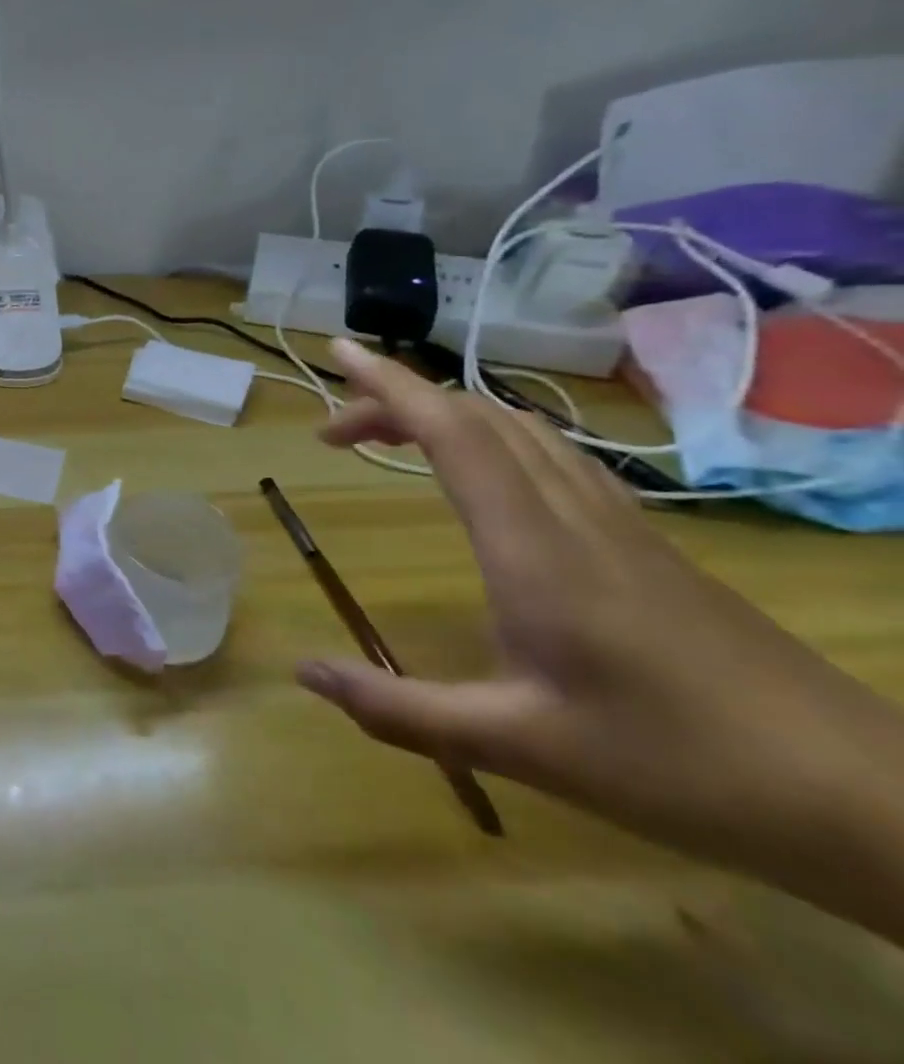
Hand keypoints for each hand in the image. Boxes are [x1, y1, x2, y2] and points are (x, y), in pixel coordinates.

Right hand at [297, 339, 903, 937]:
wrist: (870, 800)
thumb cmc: (680, 767)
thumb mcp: (519, 748)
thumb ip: (400, 711)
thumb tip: (304, 673)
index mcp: (534, 548)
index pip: (452, 433)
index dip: (390, 384)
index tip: (339, 351)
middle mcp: (574, 515)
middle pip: (479, 418)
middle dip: (398, 400)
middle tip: (336, 428)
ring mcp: (618, 524)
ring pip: (521, 430)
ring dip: (447, 415)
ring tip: (392, 437)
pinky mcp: (645, 543)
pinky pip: (554, 458)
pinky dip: (494, 439)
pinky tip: (484, 475)